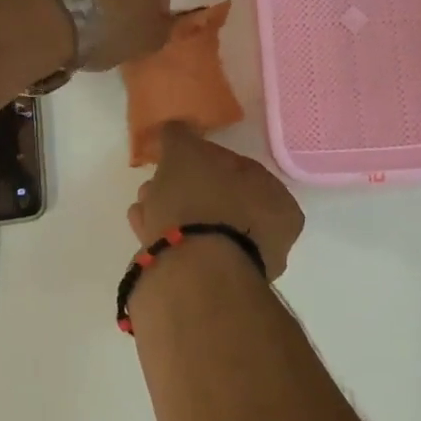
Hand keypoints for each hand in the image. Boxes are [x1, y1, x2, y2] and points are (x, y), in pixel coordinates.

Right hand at [129, 125, 304, 280]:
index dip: (205, 159)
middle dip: (184, 188)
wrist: (190, 275)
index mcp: (278, 202)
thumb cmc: (200, 203)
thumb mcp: (185, 151)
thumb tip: (177, 130)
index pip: (240, 169)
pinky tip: (142, 225)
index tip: (177, 158)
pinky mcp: (211, 291)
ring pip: (201, 229)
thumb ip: (181, 135)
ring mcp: (240, 269)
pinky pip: (186, 252)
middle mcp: (269, 239)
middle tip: (156, 181)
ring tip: (142, 204)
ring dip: (171, 212)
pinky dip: (166, 236)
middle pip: (219, 201)